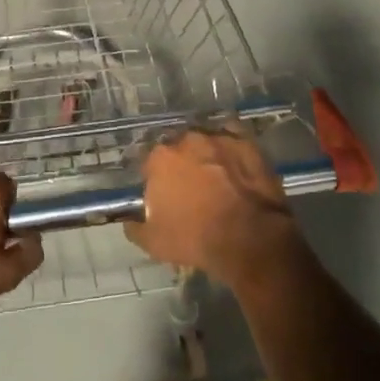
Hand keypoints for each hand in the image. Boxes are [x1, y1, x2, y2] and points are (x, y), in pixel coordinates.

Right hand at [126, 127, 304, 290]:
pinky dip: (231, 149)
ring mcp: (218, 137)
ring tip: (216, 177)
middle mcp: (186, 139)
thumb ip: (135, 227)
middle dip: (182, 164)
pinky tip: (235, 165)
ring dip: (206, 155)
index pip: (151, 164)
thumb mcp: (155, 243)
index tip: (164, 196)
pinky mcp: (245, 142)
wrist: (250, 237)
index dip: (156, 180)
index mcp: (160, 158)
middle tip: (191, 188)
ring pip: (205, 142)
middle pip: (178, 149)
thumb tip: (129, 221)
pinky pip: (233, 140)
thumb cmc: (197, 238)